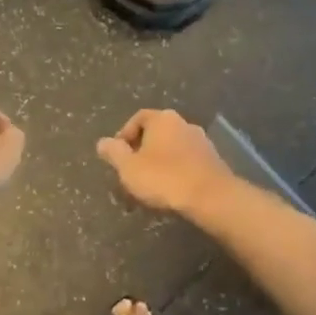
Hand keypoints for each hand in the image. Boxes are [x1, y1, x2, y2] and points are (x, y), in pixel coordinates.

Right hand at [96, 109, 234, 215]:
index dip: (125, 135)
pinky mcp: (213, 159)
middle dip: (142, 149)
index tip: (118, 155)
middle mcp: (183, 123)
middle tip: (132, 170)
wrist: (211, 197)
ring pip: (172, 147)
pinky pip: (187, 159)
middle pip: (156, 132)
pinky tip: (172, 188)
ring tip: (151, 183)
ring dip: (160, 160)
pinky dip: (176, 169)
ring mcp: (201, 140)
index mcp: (162, 119)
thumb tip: (102, 142)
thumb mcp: (129, 168)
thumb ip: (114, 153)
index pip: (138, 118)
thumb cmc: (164, 178)